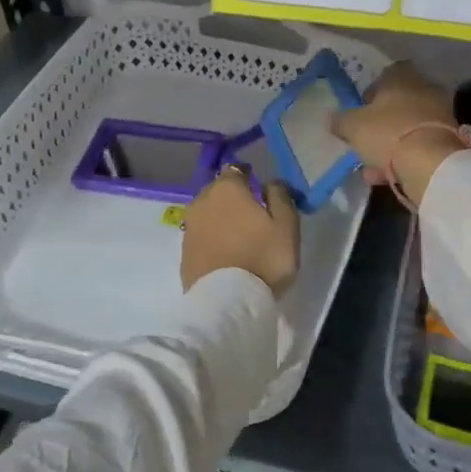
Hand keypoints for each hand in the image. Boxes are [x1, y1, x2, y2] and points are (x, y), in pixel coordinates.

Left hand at [181, 167, 300, 295]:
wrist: (227, 301)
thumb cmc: (263, 258)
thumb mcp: (287, 225)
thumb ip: (280, 197)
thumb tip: (271, 183)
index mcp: (227, 189)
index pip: (235, 170)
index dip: (247, 176)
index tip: (258, 186)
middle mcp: (202, 201)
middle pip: (218, 191)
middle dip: (232, 197)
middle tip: (250, 213)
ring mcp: (189, 228)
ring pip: (207, 214)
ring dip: (220, 219)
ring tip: (238, 235)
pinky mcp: (183, 253)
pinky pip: (201, 236)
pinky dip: (212, 239)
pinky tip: (225, 252)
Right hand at [330, 64, 467, 207]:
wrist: (430, 164)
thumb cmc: (387, 133)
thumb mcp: (352, 126)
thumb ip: (340, 120)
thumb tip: (333, 119)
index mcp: (401, 78)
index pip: (387, 74)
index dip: (372, 91)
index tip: (361, 109)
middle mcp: (424, 91)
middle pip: (399, 103)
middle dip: (382, 122)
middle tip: (365, 139)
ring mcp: (439, 116)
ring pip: (408, 129)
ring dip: (390, 146)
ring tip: (371, 167)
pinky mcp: (448, 142)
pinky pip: (419, 147)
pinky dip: (404, 160)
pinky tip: (386, 177)